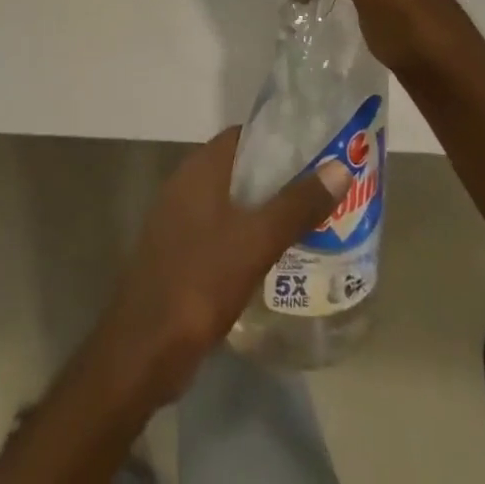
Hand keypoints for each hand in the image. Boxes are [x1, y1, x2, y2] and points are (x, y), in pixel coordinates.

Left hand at [93, 127, 347, 403]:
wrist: (145, 347)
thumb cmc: (200, 280)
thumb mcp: (257, 241)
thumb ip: (297, 205)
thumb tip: (339, 168)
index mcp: (199, 168)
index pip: (243, 136)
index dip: (279, 140)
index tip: (315, 153)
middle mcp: (186, 184)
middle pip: (239, 168)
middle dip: (278, 178)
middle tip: (320, 192)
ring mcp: (180, 219)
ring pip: (231, 202)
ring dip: (264, 209)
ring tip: (308, 224)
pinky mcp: (180, 252)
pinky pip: (221, 230)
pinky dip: (247, 235)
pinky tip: (274, 259)